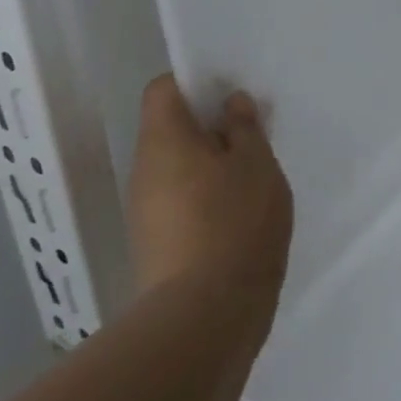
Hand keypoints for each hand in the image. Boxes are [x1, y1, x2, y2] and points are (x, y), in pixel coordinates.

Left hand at [127, 74, 292, 299]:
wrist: (206, 316)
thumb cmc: (235, 222)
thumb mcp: (257, 163)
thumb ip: (245, 127)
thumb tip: (230, 105)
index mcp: (163, 140)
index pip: (164, 89)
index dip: (195, 83)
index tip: (231, 97)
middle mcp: (144, 170)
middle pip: (171, 130)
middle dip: (210, 128)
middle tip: (253, 138)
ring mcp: (145, 211)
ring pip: (178, 168)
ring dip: (211, 165)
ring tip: (253, 179)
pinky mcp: (156, 244)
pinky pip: (180, 201)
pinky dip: (207, 198)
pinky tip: (240, 216)